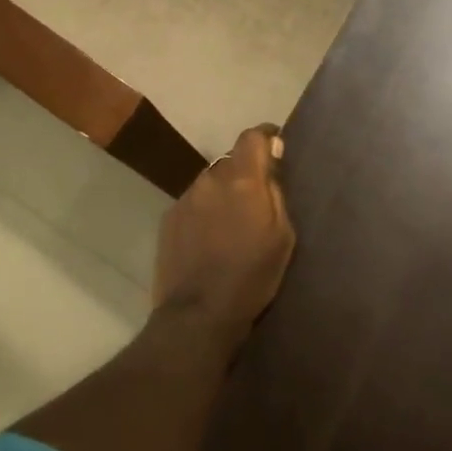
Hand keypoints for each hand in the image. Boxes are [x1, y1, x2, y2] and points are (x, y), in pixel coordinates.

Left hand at [153, 125, 295, 336]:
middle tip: (256, 200)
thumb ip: (276, 191)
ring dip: (223, 193)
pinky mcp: (169, 218)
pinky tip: (209, 239)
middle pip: (231, 161)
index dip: (266, 137)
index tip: (276, 146)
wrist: (199, 314)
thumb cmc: (252, 276)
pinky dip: (204, 212)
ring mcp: (185, 198)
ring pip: (210, 183)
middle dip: (245, 173)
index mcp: (242, 180)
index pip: (252, 136)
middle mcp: (210, 179)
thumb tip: (271, 157)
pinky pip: (194, 203)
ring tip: (231, 224)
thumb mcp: (282, 236)